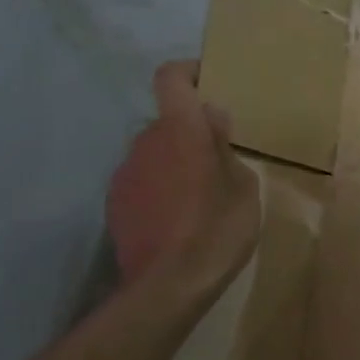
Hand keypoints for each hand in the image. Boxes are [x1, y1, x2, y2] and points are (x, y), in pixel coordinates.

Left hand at [106, 60, 261, 297]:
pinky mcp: (115, 204)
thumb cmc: (218, 229)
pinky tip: (181, 219)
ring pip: (155, 154)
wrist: (167, 286)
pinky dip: (161, 188)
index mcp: (180, 131)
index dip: (188, 73)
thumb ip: (225, 148)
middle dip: (191, 133)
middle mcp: (145, 143)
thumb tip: (212, 121)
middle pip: (167, 122)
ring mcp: (125, 174)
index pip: (171, 79)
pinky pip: (143, 181)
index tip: (208, 81)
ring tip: (202, 196)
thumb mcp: (244, 187)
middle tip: (220, 159)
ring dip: (176, 163)